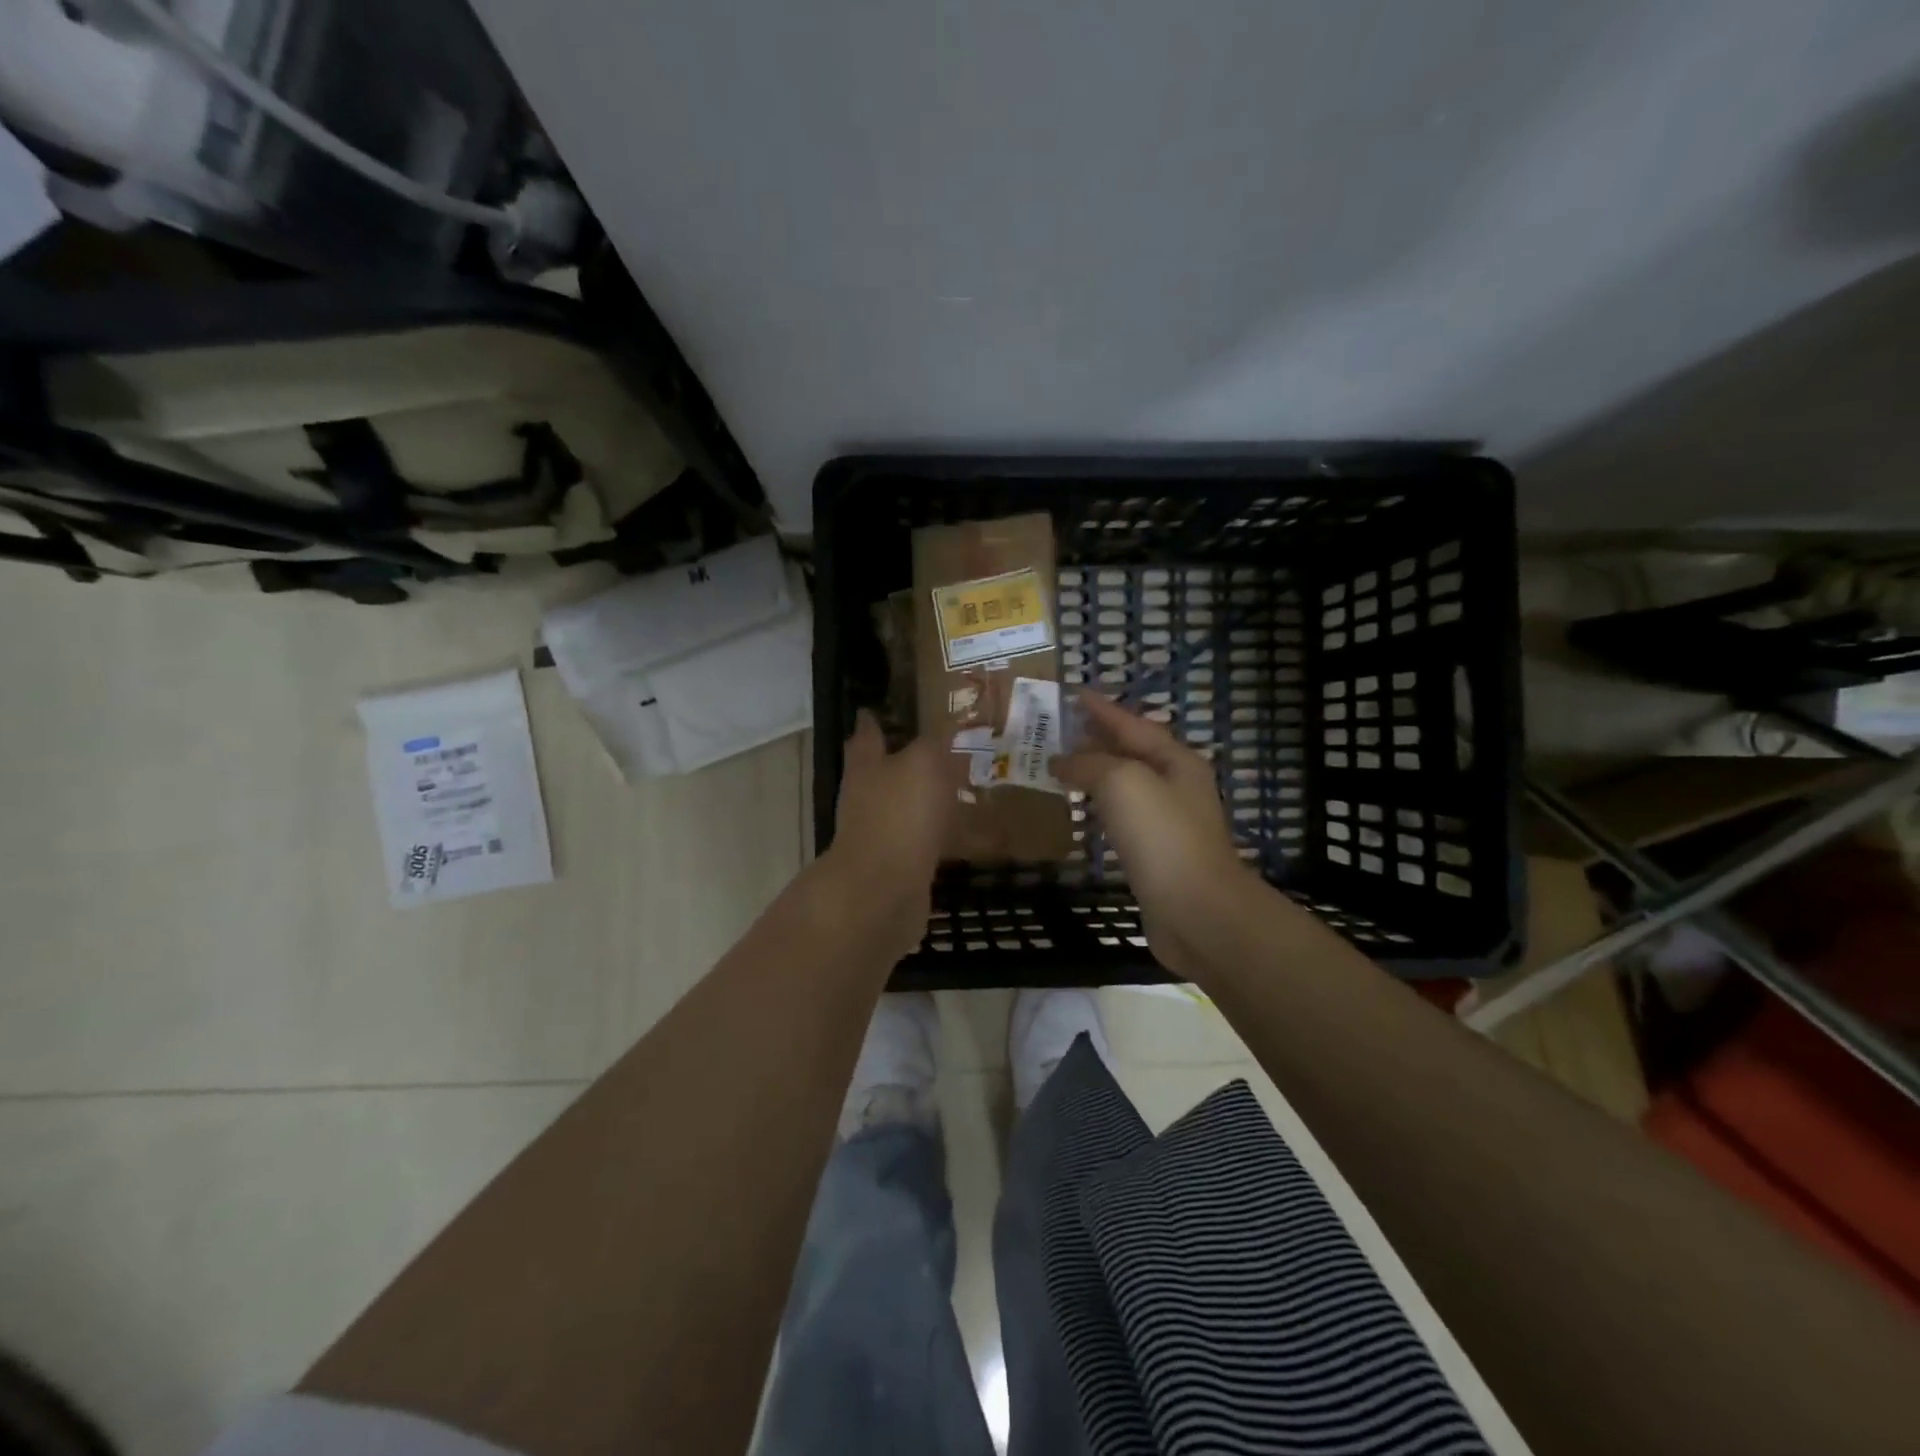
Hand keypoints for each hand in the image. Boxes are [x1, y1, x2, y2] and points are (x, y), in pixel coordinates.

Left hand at [823, 711, 961, 958]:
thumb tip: (948, 719)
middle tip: (943, 747)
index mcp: (866, 766)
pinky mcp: (900, 865)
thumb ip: (936, 740)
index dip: (873, 719)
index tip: (877, 708)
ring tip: (965, 787)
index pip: (867, 734)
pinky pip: (926, 841)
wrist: (883, 891)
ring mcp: (882, 833)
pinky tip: (973, 835)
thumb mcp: (924, 762)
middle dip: (908, 760)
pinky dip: (946, 835)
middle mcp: (868, 798)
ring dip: (929, 798)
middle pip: (885, 771)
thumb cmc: (900, 814)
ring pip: (907, 807)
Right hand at [1053, 692, 1258, 976]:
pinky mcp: (1157, 854)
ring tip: (1062, 764)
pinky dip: (1100, 805)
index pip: (1133, 724)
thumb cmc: (1162, 836)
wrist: (1196, 911)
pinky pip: (1123, 816)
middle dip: (1097, 738)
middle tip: (1059, 729)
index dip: (1102, 709)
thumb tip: (1062, 761)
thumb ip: (1089, 764)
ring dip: (1096, 772)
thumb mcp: (1122, 782)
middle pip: (1132, 752)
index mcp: (1177, 760)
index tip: (1073, 694)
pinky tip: (1084, 809)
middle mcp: (1177, 785)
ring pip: (1126, 785)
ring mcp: (1169, 822)